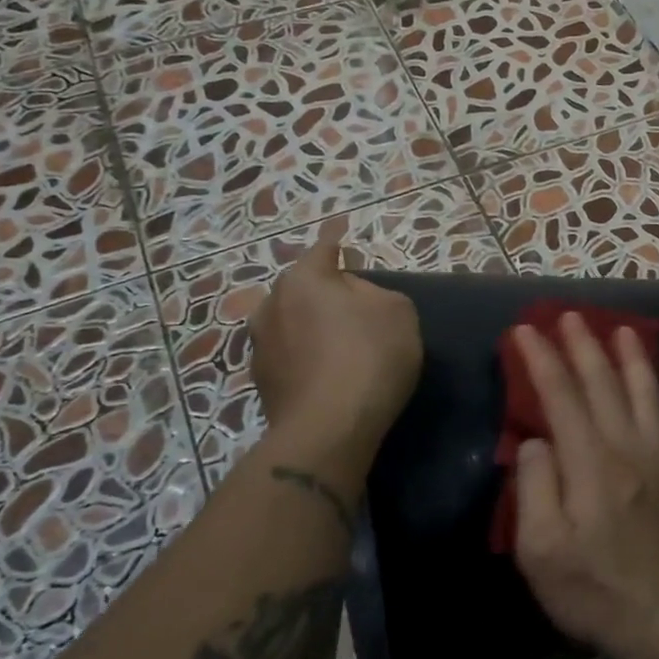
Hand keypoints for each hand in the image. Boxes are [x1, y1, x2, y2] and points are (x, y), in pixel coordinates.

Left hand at [248, 218, 421, 451]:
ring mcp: (260, 346)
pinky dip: (307, 358)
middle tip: (352, 305)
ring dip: (311, 327)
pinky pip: (291, 357)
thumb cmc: (369, 356)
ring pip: (292, 324)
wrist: (329, 428)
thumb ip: (375, 293)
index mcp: (303, 279)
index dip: (336, 239)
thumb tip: (352, 299)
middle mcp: (272, 305)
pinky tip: (328, 374)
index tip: (338, 230)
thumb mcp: (397, 312)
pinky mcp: (262, 383)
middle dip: (323, 292)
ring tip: (339, 344)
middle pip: (303, 289)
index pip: (324, 248)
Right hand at [511, 314, 658, 658]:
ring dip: (634, 359)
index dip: (541, 359)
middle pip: (603, 384)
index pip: (560, 395)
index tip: (525, 330)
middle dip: (584, 345)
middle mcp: (627, 448)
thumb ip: (535, 487)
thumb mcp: (540, 549)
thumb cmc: (593, 589)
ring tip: (625, 329)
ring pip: (647, 395)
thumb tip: (537, 442)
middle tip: (570, 315)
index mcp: (589, 462)